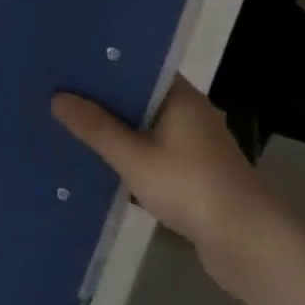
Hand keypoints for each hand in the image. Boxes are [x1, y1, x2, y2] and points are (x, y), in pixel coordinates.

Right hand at [51, 77, 287, 291]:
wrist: (246, 242)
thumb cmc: (190, 187)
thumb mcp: (134, 157)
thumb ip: (96, 128)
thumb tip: (57, 97)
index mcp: (180, 97)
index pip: (139, 66)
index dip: (104, 64)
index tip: (68, 62)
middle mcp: (189, 113)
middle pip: (138, 97)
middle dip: (102, 98)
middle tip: (57, 92)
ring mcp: (193, 145)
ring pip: (144, 127)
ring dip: (115, 129)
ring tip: (70, 124)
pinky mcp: (192, 173)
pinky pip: (152, 153)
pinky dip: (128, 155)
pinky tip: (99, 162)